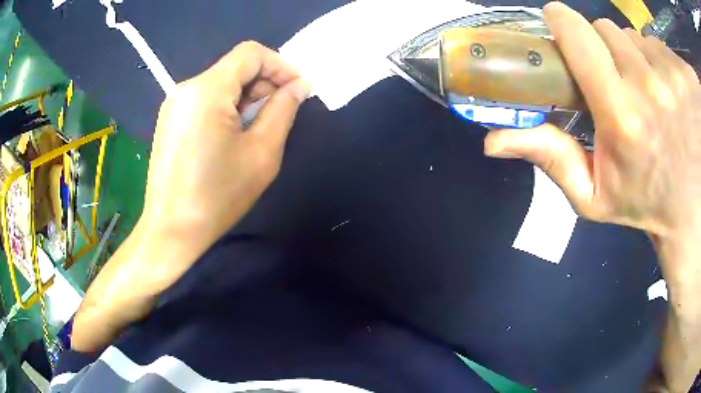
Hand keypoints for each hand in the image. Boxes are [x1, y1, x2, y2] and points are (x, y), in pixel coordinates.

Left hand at [72, 42, 308, 352]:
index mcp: (207, 90)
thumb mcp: (261, 153)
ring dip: (247, 98)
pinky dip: (227, 107)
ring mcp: (174, 104)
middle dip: (264, 84)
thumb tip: (298, 87)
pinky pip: (206, 99)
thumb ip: (283, 110)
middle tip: (281, 113)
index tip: (297, 90)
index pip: (251, 53)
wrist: (171, 231)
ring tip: (257, 129)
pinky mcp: (170, 119)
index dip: (280, 65)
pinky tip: (232, 136)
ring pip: (221, 84)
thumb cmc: (218, 197)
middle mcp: (186, 88)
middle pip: (235, 67)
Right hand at [484, 3, 700, 389]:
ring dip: (635, 58)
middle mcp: (651, 87)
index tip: (559, 25)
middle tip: (617, 82)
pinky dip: (660, 62)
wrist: (689, 214)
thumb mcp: (592, 195)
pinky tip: (670, 94)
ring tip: (648, 94)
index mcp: (622, 116)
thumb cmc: (643, 203)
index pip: (578, 34)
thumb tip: (492, 141)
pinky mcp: (688, 77)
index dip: (562, 21)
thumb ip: (548, 158)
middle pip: (608, 31)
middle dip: (605, 49)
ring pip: (637, 39)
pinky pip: (662, 47)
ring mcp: (676, 77)